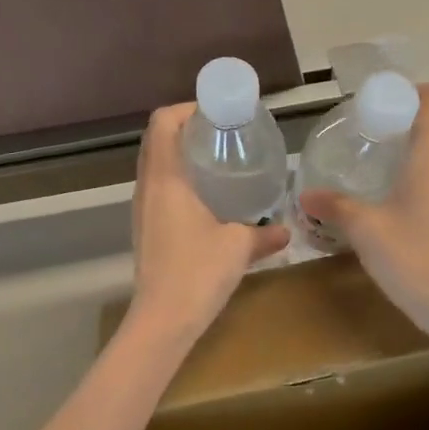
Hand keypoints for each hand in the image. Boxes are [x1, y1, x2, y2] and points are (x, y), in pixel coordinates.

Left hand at [129, 104, 287, 339]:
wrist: (162, 320)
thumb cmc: (198, 273)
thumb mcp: (238, 247)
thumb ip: (264, 235)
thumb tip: (285, 231)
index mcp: (166, 179)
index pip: (163, 122)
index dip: (188, 108)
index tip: (219, 113)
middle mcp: (147, 187)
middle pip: (158, 139)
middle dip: (188, 128)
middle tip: (223, 133)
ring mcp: (143, 209)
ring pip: (156, 164)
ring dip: (181, 154)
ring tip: (218, 160)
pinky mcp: (145, 228)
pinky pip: (158, 188)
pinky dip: (179, 179)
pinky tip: (207, 197)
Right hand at [299, 83, 428, 337]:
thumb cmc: (414, 258)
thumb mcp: (365, 230)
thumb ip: (334, 206)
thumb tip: (304, 195)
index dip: (410, 91)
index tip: (376, 105)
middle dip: (404, 115)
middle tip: (366, 130)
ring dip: (411, 143)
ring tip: (373, 157)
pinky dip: (416, 168)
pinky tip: (387, 191)